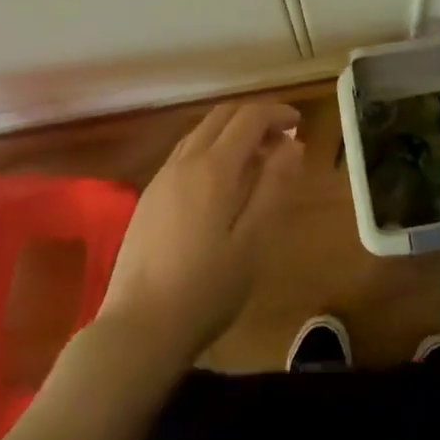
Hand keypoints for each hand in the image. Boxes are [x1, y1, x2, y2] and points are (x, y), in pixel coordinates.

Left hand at [98, 100, 302, 364]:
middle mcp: (185, 161)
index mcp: (214, 167)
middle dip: (254, 117)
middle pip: (221, 116)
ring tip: (257, 159)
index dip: (277, 113)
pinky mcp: (149, 197)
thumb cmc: (208, 287)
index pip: (249, 117)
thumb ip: (274, 186)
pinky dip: (211, 148)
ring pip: (200, 132)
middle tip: (281, 138)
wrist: (140, 325)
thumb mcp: (254, 240)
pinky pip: (185, 153)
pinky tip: (221, 181)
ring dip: (231, 132)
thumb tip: (291, 143)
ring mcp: (162, 177)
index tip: (299, 124)